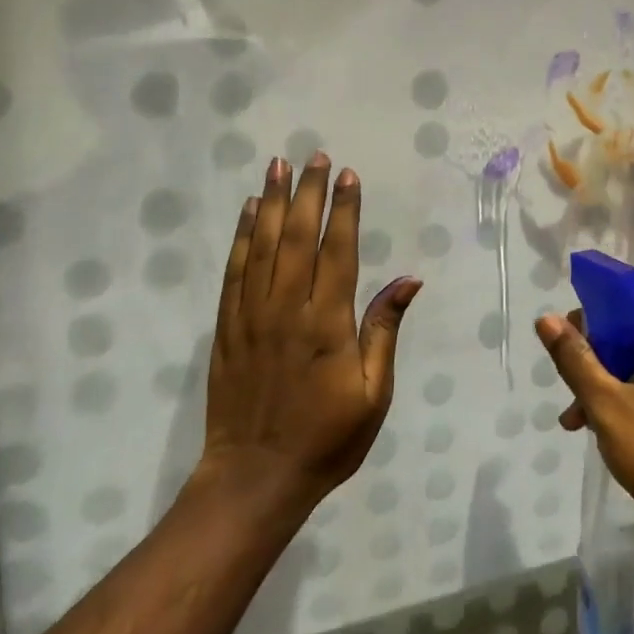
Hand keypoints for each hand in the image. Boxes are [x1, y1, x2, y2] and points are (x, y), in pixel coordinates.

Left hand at [197, 154, 420, 511]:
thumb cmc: (327, 438)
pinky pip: (234, 272)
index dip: (344, 211)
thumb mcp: (374, 393)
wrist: (255, 477)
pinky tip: (250, 212)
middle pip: (298, 238)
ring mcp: (251, 316)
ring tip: (279, 166)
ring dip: (273, 203)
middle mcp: (287, 309)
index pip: (337, 252)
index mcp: (326, 324)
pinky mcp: (226, 328)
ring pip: (263, 246)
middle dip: (309, 193)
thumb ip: (384, 331)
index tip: (349, 176)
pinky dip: (242, 237)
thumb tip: (408, 281)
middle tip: (316, 156)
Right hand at [535, 313, 633, 561]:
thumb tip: (547, 318)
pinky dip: (622, 413)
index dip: (590, 328)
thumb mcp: (605, 403)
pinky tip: (601, 437)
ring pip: (633, 380)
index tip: (563, 352)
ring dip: (602, 397)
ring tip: (575, 425)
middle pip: (626, 350)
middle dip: (592, 372)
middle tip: (570, 400)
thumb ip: (575, 360)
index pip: (624, 317)